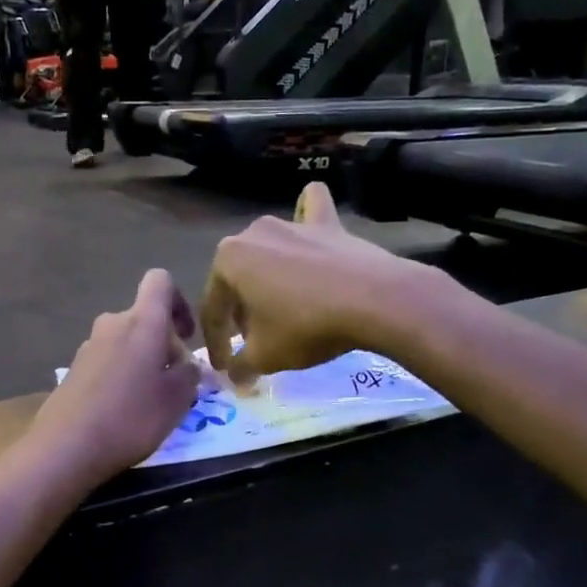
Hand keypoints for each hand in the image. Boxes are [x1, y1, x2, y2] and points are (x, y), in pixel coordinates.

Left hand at [30, 270, 202, 485]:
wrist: (67, 446)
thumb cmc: (132, 417)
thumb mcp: (177, 399)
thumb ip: (189, 374)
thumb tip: (187, 365)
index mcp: (142, 322)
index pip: (160, 281)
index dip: (179, 300)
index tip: (187, 335)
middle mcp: (112, 324)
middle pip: (144, 318)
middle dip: (163, 343)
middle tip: (175, 381)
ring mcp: (88, 347)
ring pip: (125, 342)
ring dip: (142, 361)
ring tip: (150, 400)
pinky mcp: (73, 370)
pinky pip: (107, 362)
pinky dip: (120, 376)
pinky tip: (123, 411)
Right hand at [200, 182, 428, 386]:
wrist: (374, 300)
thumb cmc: (305, 326)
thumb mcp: (265, 356)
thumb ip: (242, 365)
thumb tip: (236, 376)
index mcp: (228, 260)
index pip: (213, 310)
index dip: (217, 344)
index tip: (225, 367)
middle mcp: (254, 232)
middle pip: (239, 280)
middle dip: (241, 312)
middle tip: (253, 342)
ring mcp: (292, 223)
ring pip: (268, 252)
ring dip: (267, 279)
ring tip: (280, 308)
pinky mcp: (328, 223)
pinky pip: (311, 211)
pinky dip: (306, 217)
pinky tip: (307, 230)